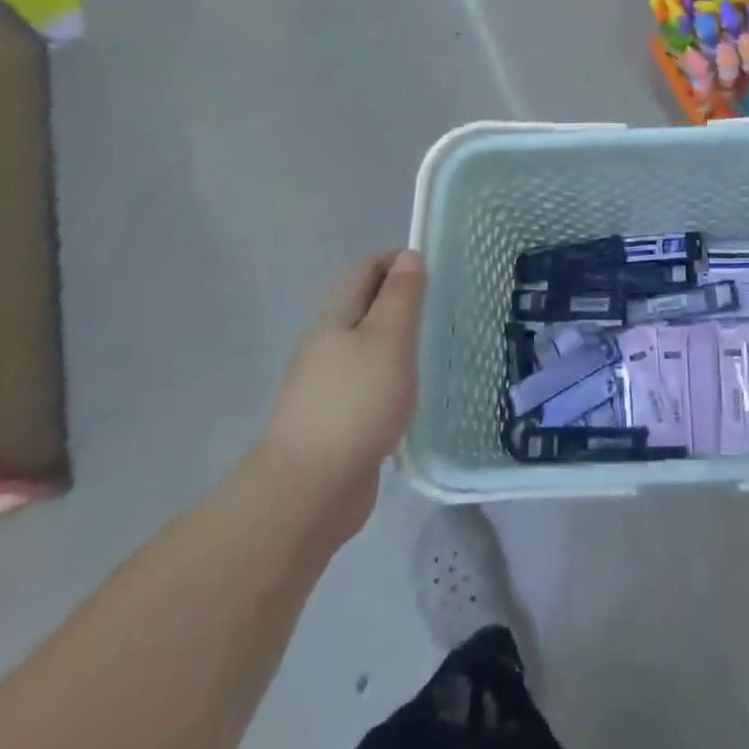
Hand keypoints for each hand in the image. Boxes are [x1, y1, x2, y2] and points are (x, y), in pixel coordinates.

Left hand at [256, 250, 425, 536]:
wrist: (308, 493)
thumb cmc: (355, 403)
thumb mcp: (388, 339)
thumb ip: (401, 296)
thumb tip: (407, 255)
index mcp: (335, 320)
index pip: (365, 271)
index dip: (397, 262)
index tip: (434, 271)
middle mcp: (324, 348)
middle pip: (363, 309)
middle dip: (399, 303)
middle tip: (440, 312)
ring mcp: (324, 389)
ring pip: (365, 351)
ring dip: (395, 345)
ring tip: (432, 353)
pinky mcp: (332, 426)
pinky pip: (365, 388)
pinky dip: (389, 383)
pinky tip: (409, 400)